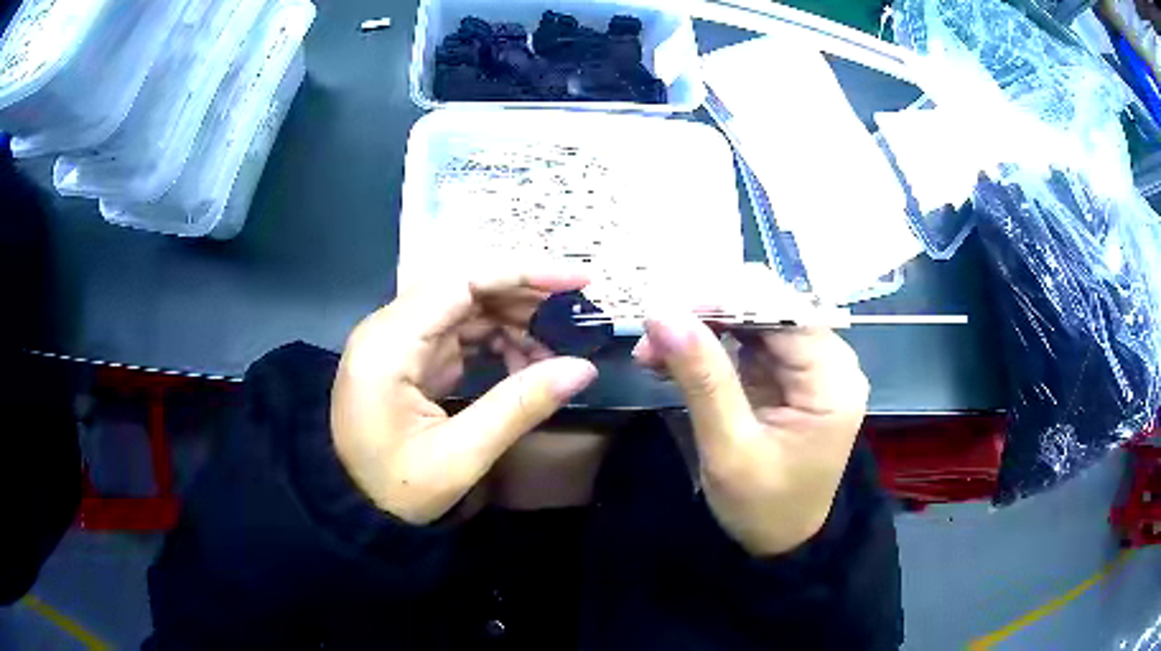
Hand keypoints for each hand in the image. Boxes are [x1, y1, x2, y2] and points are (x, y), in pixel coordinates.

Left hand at [331, 269, 598, 524]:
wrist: (354, 509)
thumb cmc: (397, 489)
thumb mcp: (460, 456)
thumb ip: (520, 406)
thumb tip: (584, 368)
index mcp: (389, 344)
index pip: (461, 280)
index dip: (523, 273)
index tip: (577, 281)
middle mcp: (389, 328)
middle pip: (464, 287)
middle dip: (524, 297)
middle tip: (575, 319)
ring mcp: (397, 340)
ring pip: (465, 307)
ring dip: (514, 321)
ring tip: (554, 351)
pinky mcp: (409, 356)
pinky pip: (459, 331)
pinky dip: (497, 340)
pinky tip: (525, 361)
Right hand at [633, 312, 868, 555]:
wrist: (779, 542)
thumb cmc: (763, 506)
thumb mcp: (729, 448)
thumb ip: (703, 378)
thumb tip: (662, 313)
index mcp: (832, 381)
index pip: (783, 313)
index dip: (726, 299)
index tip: (667, 307)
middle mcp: (829, 362)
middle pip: (769, 308)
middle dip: (707, 312)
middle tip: (652, 329)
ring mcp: (808, 367)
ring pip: (752, 319)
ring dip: (700, 327)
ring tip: (651, 348)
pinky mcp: (786, 375)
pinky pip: (745, 342)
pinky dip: (706, 345)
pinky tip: (669, 358)